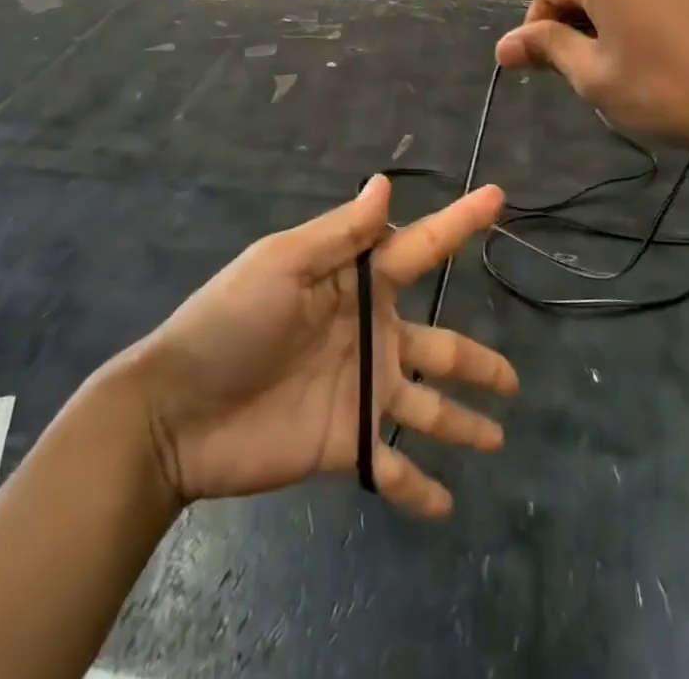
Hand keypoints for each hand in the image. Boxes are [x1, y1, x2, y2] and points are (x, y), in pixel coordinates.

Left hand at [120, 178, 516, 518]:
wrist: (174, 412)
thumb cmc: (231, 321)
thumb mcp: (283, 264)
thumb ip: (340, 232)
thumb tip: (385, 183)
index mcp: (356, 282)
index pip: (421, 247)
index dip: (460, 221)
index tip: (499, 197)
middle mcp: (369, 333)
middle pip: (439, 344)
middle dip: (476, 360)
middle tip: (514, 379)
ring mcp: (359, 391)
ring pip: (427, 406)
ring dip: (462, 422)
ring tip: (496, 438)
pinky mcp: (343, 444)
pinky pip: (390, 466)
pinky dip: (418, 486)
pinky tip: (445, 504)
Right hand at [494, 0, 688, 165]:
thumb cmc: (665, 90)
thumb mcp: (594, 76)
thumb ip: (547, 49)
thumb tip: (503, 45)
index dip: (535, 28)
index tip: (540, 67)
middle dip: (569, 22)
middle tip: (575, 69)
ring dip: (603, 20)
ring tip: (613, 64)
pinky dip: (637, 16)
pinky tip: (652, 54)